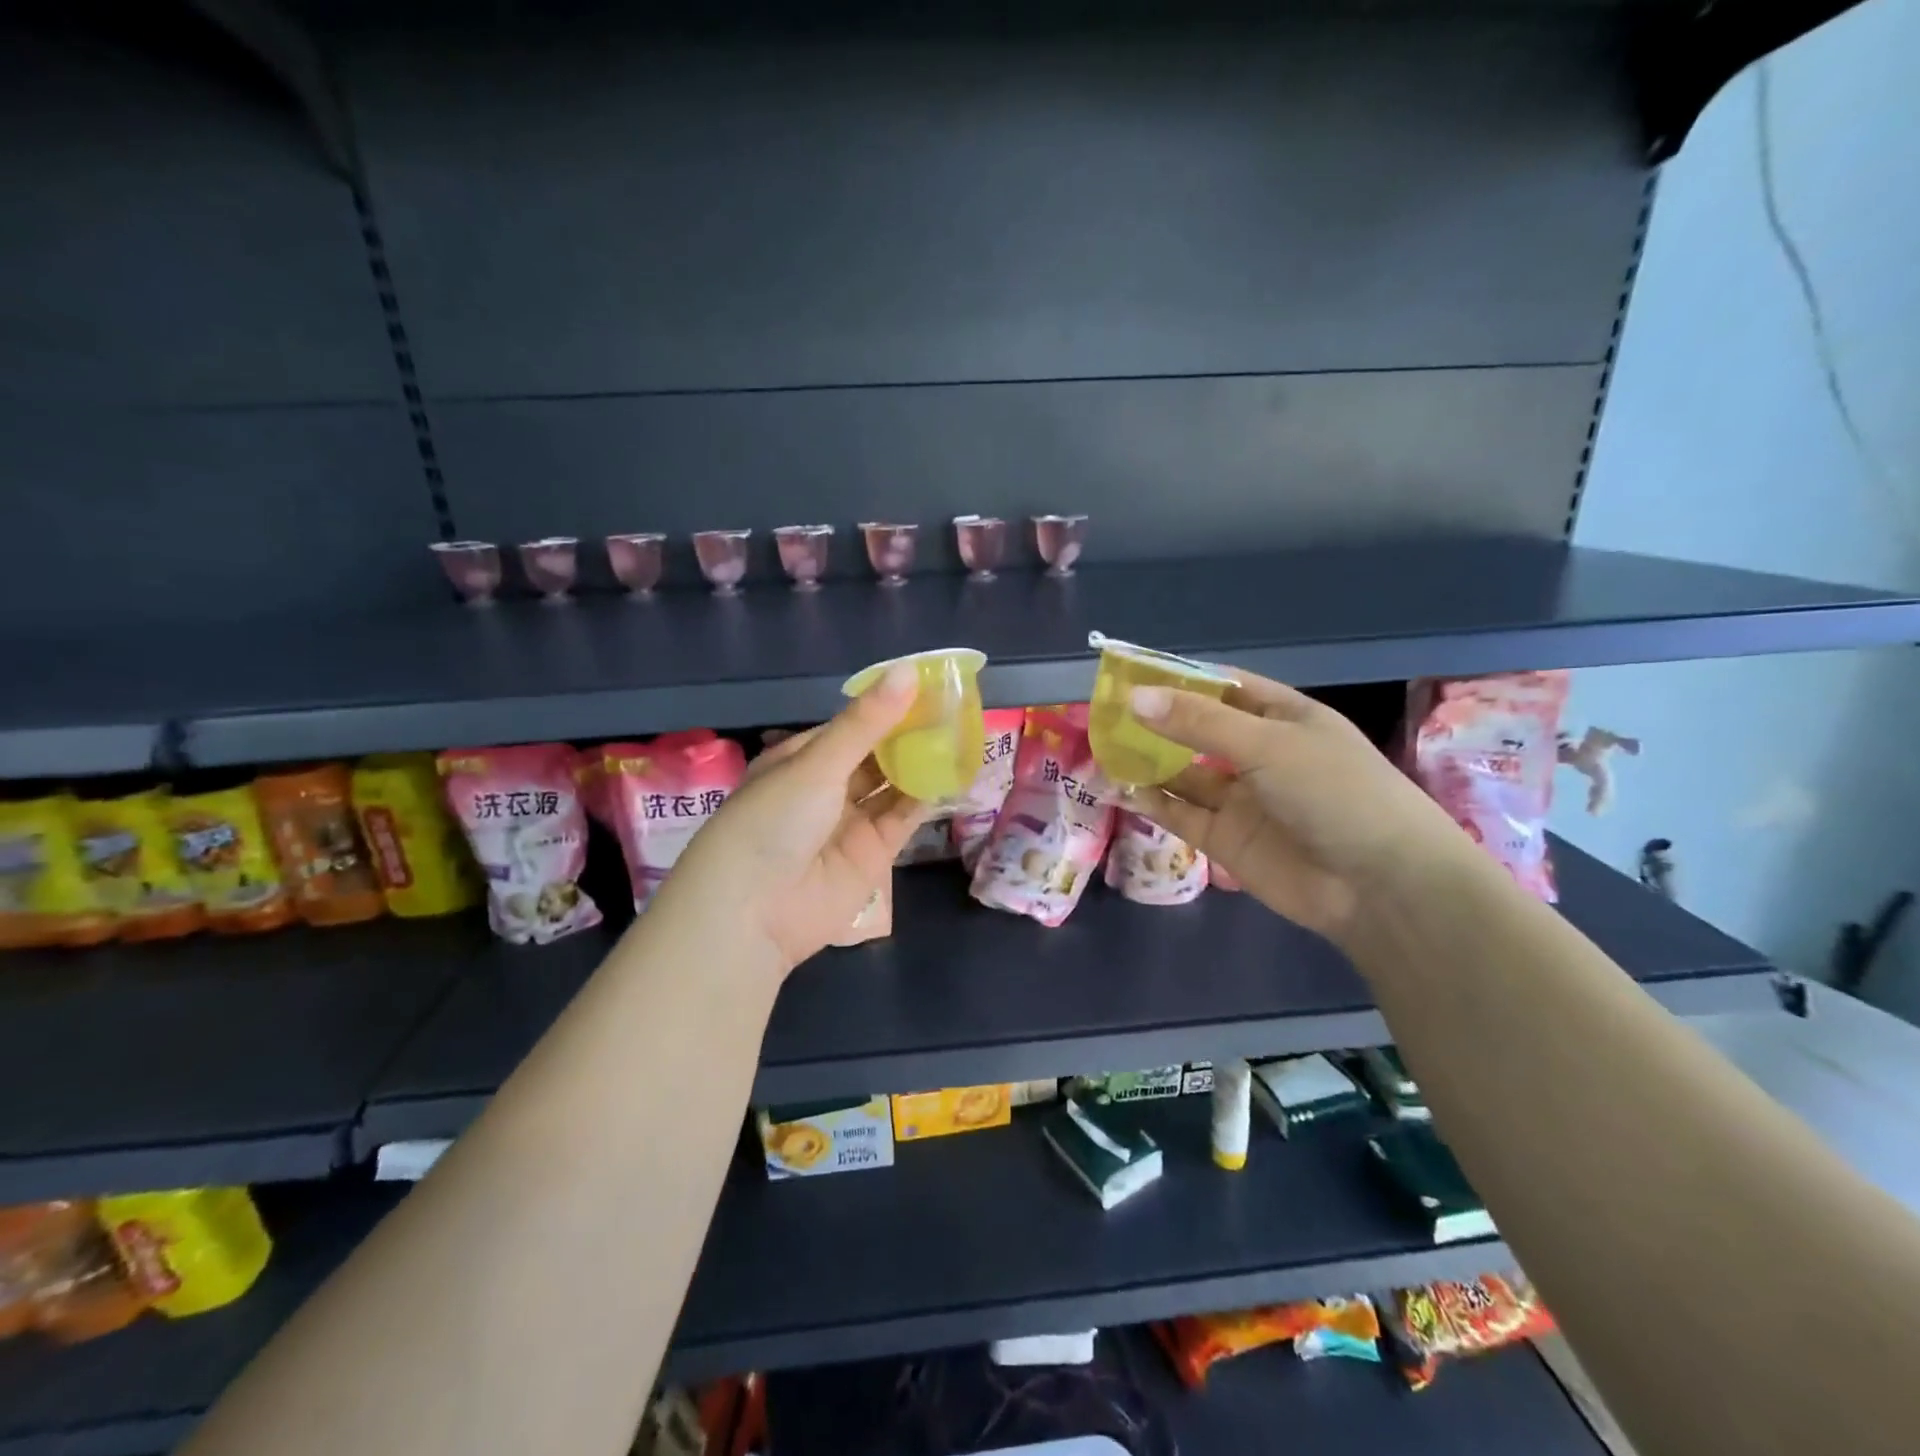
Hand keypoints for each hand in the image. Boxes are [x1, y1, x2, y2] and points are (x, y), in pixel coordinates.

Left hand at [652, 663, 928, 975]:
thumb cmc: (773, 820)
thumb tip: (907, 671)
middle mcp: (826, 788)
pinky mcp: (873, 853)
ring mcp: (850, 821)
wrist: (754, 912)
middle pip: (875, 754)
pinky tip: (954, 771)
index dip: (886, 705)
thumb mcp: (817, 764)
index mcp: (801, 759)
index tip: (926, 683)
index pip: (851, 725)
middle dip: (909, 733)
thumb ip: (867, 722)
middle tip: (953, 705)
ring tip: (962, 732)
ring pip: (893, 784)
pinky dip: (927, 796)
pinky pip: (904, 817)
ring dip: (922, 761)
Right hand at [1120, 670, 1473, 943]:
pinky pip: (1181, 814)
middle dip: (1155, 722)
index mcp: (1283, 717)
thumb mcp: (1267, 745)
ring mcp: (1242, 799)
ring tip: (1102, 748)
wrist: (1380, 886)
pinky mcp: (1228, 840)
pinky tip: (1119, 788)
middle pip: (1197, 730)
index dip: (1179, 679)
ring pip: (1184, 774)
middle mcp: (1260, 754)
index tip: (1130, 674)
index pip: (1223, 687)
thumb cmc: (1334, 792)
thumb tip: (1134, 697)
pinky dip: (1152, 802)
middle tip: (1104, 713)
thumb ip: (1199, 723)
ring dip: (1148, 762)